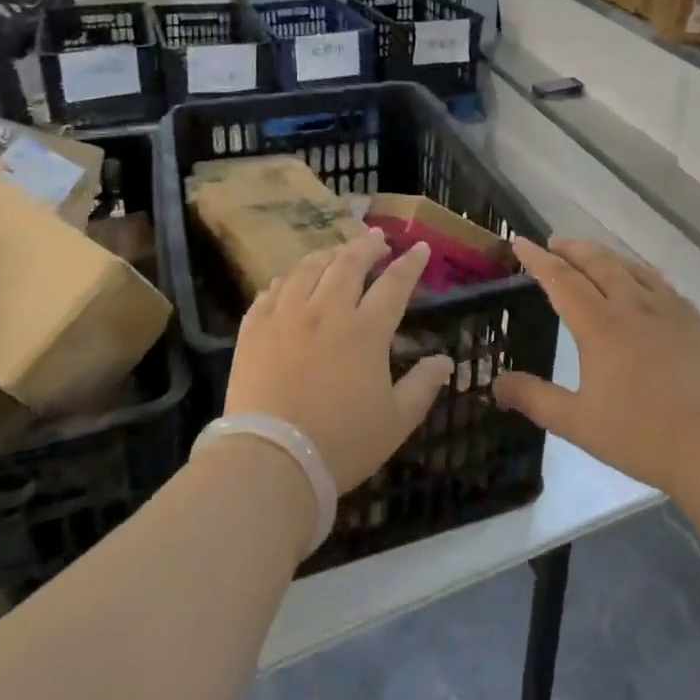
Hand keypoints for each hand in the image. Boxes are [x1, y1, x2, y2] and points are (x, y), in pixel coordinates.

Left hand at [224, 232, 453, 493]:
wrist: (271, 461)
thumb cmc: (342, 443)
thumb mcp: (396, 421)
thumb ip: (423, 386)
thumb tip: (445, 360)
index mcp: (366, 331)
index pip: (394, 284)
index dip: (410, 263)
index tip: (419, 247)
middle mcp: (327, 312)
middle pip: (349, 264)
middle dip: (367, 246)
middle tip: (377, 238)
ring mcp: (286, 316)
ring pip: (308, 269)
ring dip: (328, 254)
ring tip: (337, 251)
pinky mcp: (254, 329)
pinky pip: (272, 291)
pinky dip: (287, 279)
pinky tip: (292, 279)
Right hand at [495, 238, 699, 496]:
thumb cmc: (644, 435)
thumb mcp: (579, 424)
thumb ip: (535, 399)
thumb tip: (495, 383)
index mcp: (600, 325)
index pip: (561, 279)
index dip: (537, 259)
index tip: (519, 241)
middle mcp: (632, 305)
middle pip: (597, 261)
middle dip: (571, 248)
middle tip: (554, 244)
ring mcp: (669, 309)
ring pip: (630, 266)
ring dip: (605, 255)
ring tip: (592, 256)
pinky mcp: (696, 321)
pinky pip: (659, 282)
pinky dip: (638, 272)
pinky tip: (642, 285)